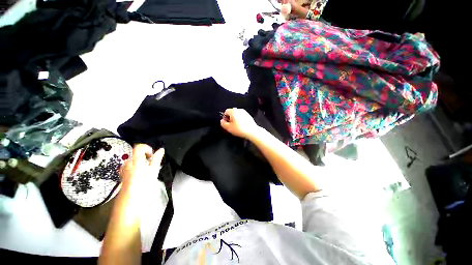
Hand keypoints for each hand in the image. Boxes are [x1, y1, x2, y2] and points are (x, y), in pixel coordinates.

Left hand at [121, 144, 164, 183]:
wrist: (130, 201)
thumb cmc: (142, 187)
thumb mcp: (154, 171)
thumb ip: (157, 159)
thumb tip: (161, 150)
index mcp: (136, 161)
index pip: (139, 147)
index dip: (147, 148)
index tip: (152, 154)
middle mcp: (128, 164)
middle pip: (137, 155)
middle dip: (146, 158)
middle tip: (153, 165)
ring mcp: (124, 170)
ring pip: (134, 162)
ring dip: (142, 164)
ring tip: (148, 171)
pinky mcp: (123, 176)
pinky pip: (131, 168)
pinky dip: (137, 169)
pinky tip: (142, 176)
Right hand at [220, 108, 260, 139]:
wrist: (252, 131)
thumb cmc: (240, 129)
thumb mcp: (228, 128)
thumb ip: (223, 123)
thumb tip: (222, 121)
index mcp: (233, 111)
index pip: (226, 111)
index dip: (225, 118)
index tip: (227, 123)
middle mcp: (239, 110)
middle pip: (231, 112)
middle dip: (230, 118)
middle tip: (231, 125)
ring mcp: (245, 112)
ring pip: (237, 114)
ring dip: (236, 119)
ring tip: (237, 126)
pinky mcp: (248, 116)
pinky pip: (242, 116)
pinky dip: (240, 120)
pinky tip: (242, 126)